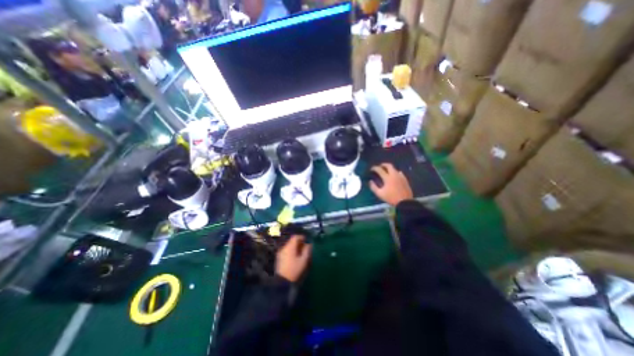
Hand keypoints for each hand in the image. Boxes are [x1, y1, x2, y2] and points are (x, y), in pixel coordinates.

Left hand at [276, 234, 310, 281]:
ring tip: (300, 252)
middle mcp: (284, 247)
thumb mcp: (303, 260)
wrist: (282, 282)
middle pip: (291, 241)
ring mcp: (280, 252)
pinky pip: (286, 250)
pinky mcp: (279, 257)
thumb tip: (308, 244)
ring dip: (294, 246)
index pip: (295, 237)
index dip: (301, 237)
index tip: (306, 240)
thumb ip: (307, 250)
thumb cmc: (294, 270)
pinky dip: (291, 250)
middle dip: (298, 242)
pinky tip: (294, 256)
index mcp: (290, 247)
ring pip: (288, 245)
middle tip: (304, 246)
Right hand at [370, 162, 414, 207]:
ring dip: (389, 168)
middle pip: (389, 165)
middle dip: (383, 165)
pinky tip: (394, 176)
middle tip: (380, 166)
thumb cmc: (391, 198)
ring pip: (394, 169)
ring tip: (386, 171)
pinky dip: (395, 172)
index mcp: (387, 178)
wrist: (405, 202)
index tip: (371, 169)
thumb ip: (373, 187)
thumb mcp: (380, 194)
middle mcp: (394, 175)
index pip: (380, 170)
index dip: (375, 168)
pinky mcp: (405, 179)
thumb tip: (370, 181)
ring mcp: (400, 176)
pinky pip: (399, 173)